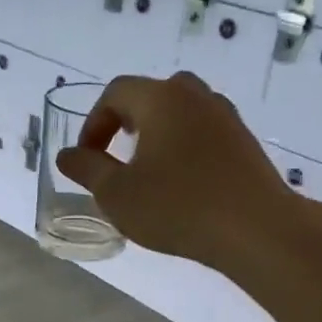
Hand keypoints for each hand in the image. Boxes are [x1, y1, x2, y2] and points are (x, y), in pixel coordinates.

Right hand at [56, 72, 311, 267]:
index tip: (86, 158)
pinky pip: (204, 133)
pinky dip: (183, 147)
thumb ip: (88, 169)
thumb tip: (67, 155)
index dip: (94, 123)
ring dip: (157, 134)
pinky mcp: (244, 142)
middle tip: (117, 153)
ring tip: (147, 170)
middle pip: (153, 94)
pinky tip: (181, 183)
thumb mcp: (117, 194)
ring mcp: (225, 117)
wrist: (254, 228)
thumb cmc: (176, 207)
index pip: (116, 93)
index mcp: (161, 99)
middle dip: (128, 121)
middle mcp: (195, 96)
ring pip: (182, 112)